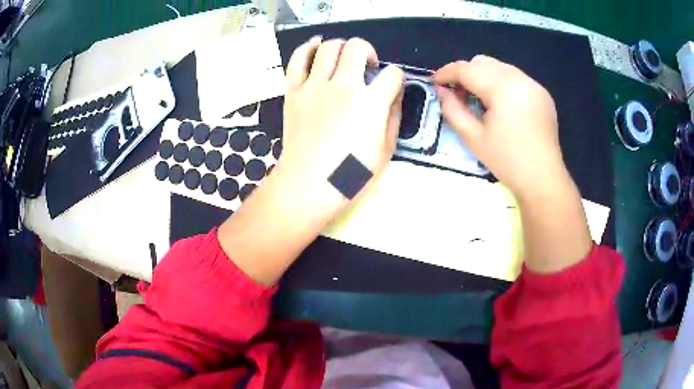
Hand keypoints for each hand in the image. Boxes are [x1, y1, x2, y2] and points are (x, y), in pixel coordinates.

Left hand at [218, 37, 403, 285]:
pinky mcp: (294, 91)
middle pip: (358, 48)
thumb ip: (393, 117)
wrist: (309, 183)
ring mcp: (315, 86)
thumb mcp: (386, 150)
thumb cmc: (351, 173)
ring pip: (328, 47)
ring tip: (342, 59)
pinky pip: (298, 59)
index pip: (392, 74)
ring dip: (341, 47)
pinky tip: (315, 47)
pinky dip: (307, 48)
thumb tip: (393, 96)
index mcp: (371, 103)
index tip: (391, 86)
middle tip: (366, 66)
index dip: (396, 78)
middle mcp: (344, 86)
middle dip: (368, 52)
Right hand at [434, 56, 590, 272]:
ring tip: (479, 99)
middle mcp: (519, 78)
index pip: (467, 69)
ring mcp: (533, 84)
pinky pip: (515, 77)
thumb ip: (452, 109)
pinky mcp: (542, 93)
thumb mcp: (473, 137)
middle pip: (483, 62)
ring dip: (483, 77)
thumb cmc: (507, 161)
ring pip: (499, 67)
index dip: (446, 72)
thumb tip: (441, 90)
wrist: (543, 178)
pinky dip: (501, 83)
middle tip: (458, 94)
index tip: (434, 82)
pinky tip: (501, 104)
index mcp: (502, 88)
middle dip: (466, 73)